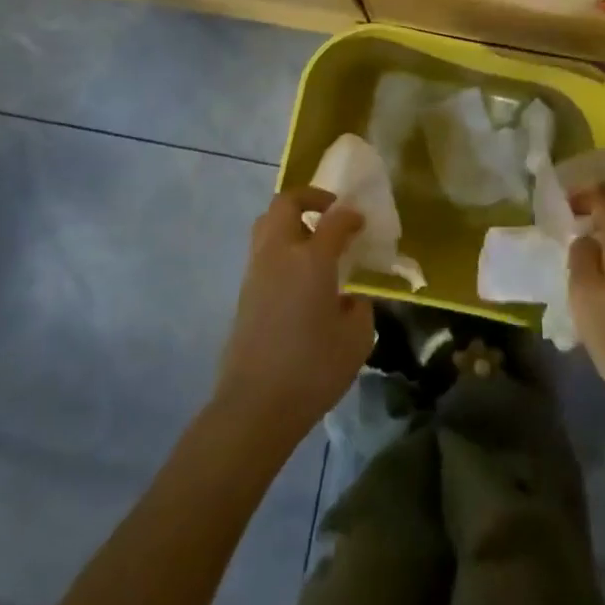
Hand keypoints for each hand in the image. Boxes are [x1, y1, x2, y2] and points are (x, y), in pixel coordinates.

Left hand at [214, 189, 374, 445]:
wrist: (254, 406)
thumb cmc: (312, 370)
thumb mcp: (356, 340)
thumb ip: (359, 308)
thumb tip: (350, 297)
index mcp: (311, 259)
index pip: (334, 219)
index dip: (350, 215)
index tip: (361, 222)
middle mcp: (280, 254)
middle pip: (285, 203)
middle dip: (309, 198)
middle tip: (329, 213)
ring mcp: (256, 271)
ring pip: (267, 223)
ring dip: (290, 221)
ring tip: (312, 241)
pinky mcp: (243, 292)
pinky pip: (262, 251)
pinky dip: (280, 248)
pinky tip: (298, 276)